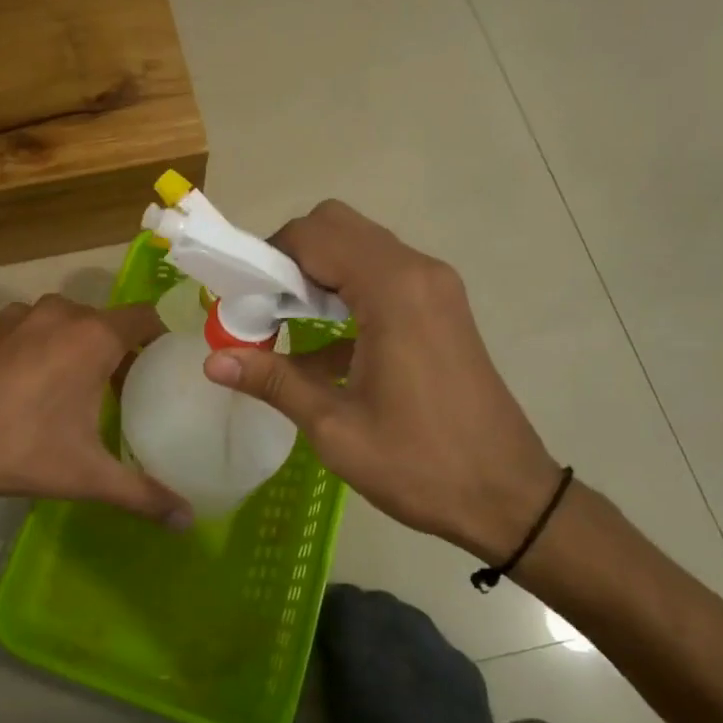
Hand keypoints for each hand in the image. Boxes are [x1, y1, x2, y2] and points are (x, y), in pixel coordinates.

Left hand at [0, 295, 193, 529]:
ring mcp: (20, 314)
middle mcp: (61, 311)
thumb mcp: (85, 476)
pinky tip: (27, 388)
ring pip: (66, 324)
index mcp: (93, 336)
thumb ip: (143, 494)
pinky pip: (32, 329)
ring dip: (77, 349)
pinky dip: (41, 348)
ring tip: (75, 392)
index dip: (162, 339)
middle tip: (125, 392)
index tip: (168, 367)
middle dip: (119, 352)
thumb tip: (190, 522)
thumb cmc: (16, 449)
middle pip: (107, 323)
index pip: (147, 318)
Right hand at [203, 200, 560, 562]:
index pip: (314, 235)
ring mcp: (434, 285)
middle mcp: (417, 271)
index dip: (267, 256)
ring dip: (315, 270)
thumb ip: (273, 381)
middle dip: (289, 256)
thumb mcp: (335, 428)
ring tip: (285, 320)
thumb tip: (212, 361)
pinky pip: (380, 273)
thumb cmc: (421, 464)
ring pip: (359, 245)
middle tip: (264, 305)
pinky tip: (323, 345)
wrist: (510, 497)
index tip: (241, 298)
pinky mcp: (441, 305)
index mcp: (393, 291)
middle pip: (336, 225)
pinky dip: (343, 289)